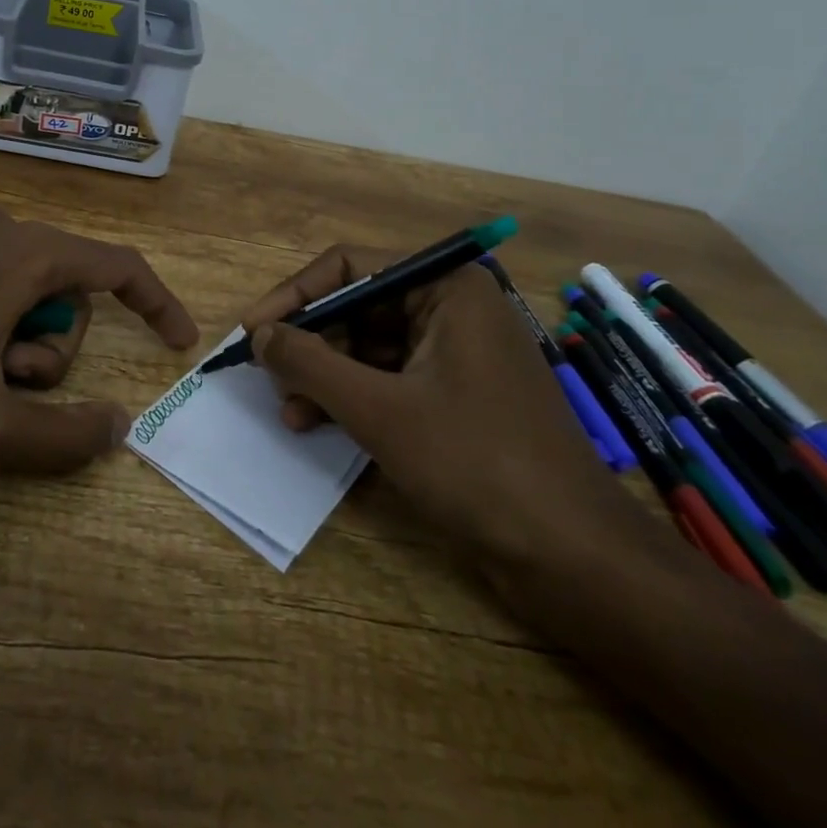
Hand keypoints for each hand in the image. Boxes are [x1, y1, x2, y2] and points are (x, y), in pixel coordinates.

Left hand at [0, 204, 197, 472]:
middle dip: (46, 344)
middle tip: (1, 384)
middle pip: (59, 285)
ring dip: (6, 328)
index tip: (177, 340)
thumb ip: (63, 437)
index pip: (118, 266)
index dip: (156, 303)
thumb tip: (119, 425)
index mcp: (25, 254)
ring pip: (13, 275)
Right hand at [240, 248, 643, 569]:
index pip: (349, 267)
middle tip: (269, 377)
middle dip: (311, 343)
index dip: (293, 296)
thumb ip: (310, 362)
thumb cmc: (475, 464)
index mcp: (446, 287)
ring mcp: (458, 352)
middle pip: (359, 306)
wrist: (575, 559)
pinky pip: (391, 378)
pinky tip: (320, 425)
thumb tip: (259, 335)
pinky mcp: (459, 393)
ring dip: (326, 375)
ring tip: (291, 412)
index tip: (251, 331)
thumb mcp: (378, 410)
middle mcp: (453, 306)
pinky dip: (354, 397)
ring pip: (370, 345)